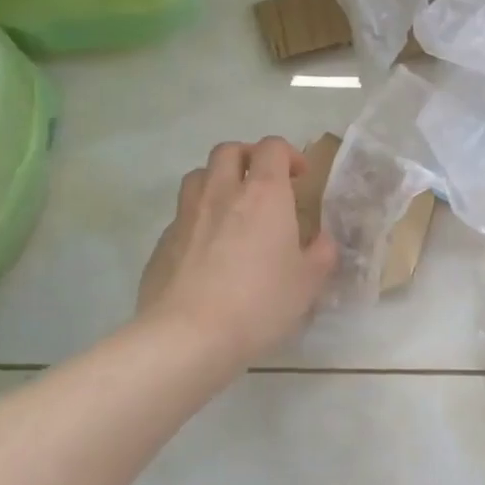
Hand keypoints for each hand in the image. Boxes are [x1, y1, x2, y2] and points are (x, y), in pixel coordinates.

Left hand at [137, 137, 337, 365]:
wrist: (187, 337)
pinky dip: (198, 219)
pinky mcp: (162, 243)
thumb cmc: (260, 302)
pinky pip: (181, 215)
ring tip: (232, 208)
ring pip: (198, 176)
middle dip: (248, 157)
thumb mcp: (308, 282)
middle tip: (263, 183)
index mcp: (264, 194)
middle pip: (228, 151)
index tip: (300, 178)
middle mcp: (222, 193)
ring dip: (218, 181)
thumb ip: (321, 253)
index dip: (288, 155)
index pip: (272, 148)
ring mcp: (186, 216)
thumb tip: (322, 241)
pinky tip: (208, 250)